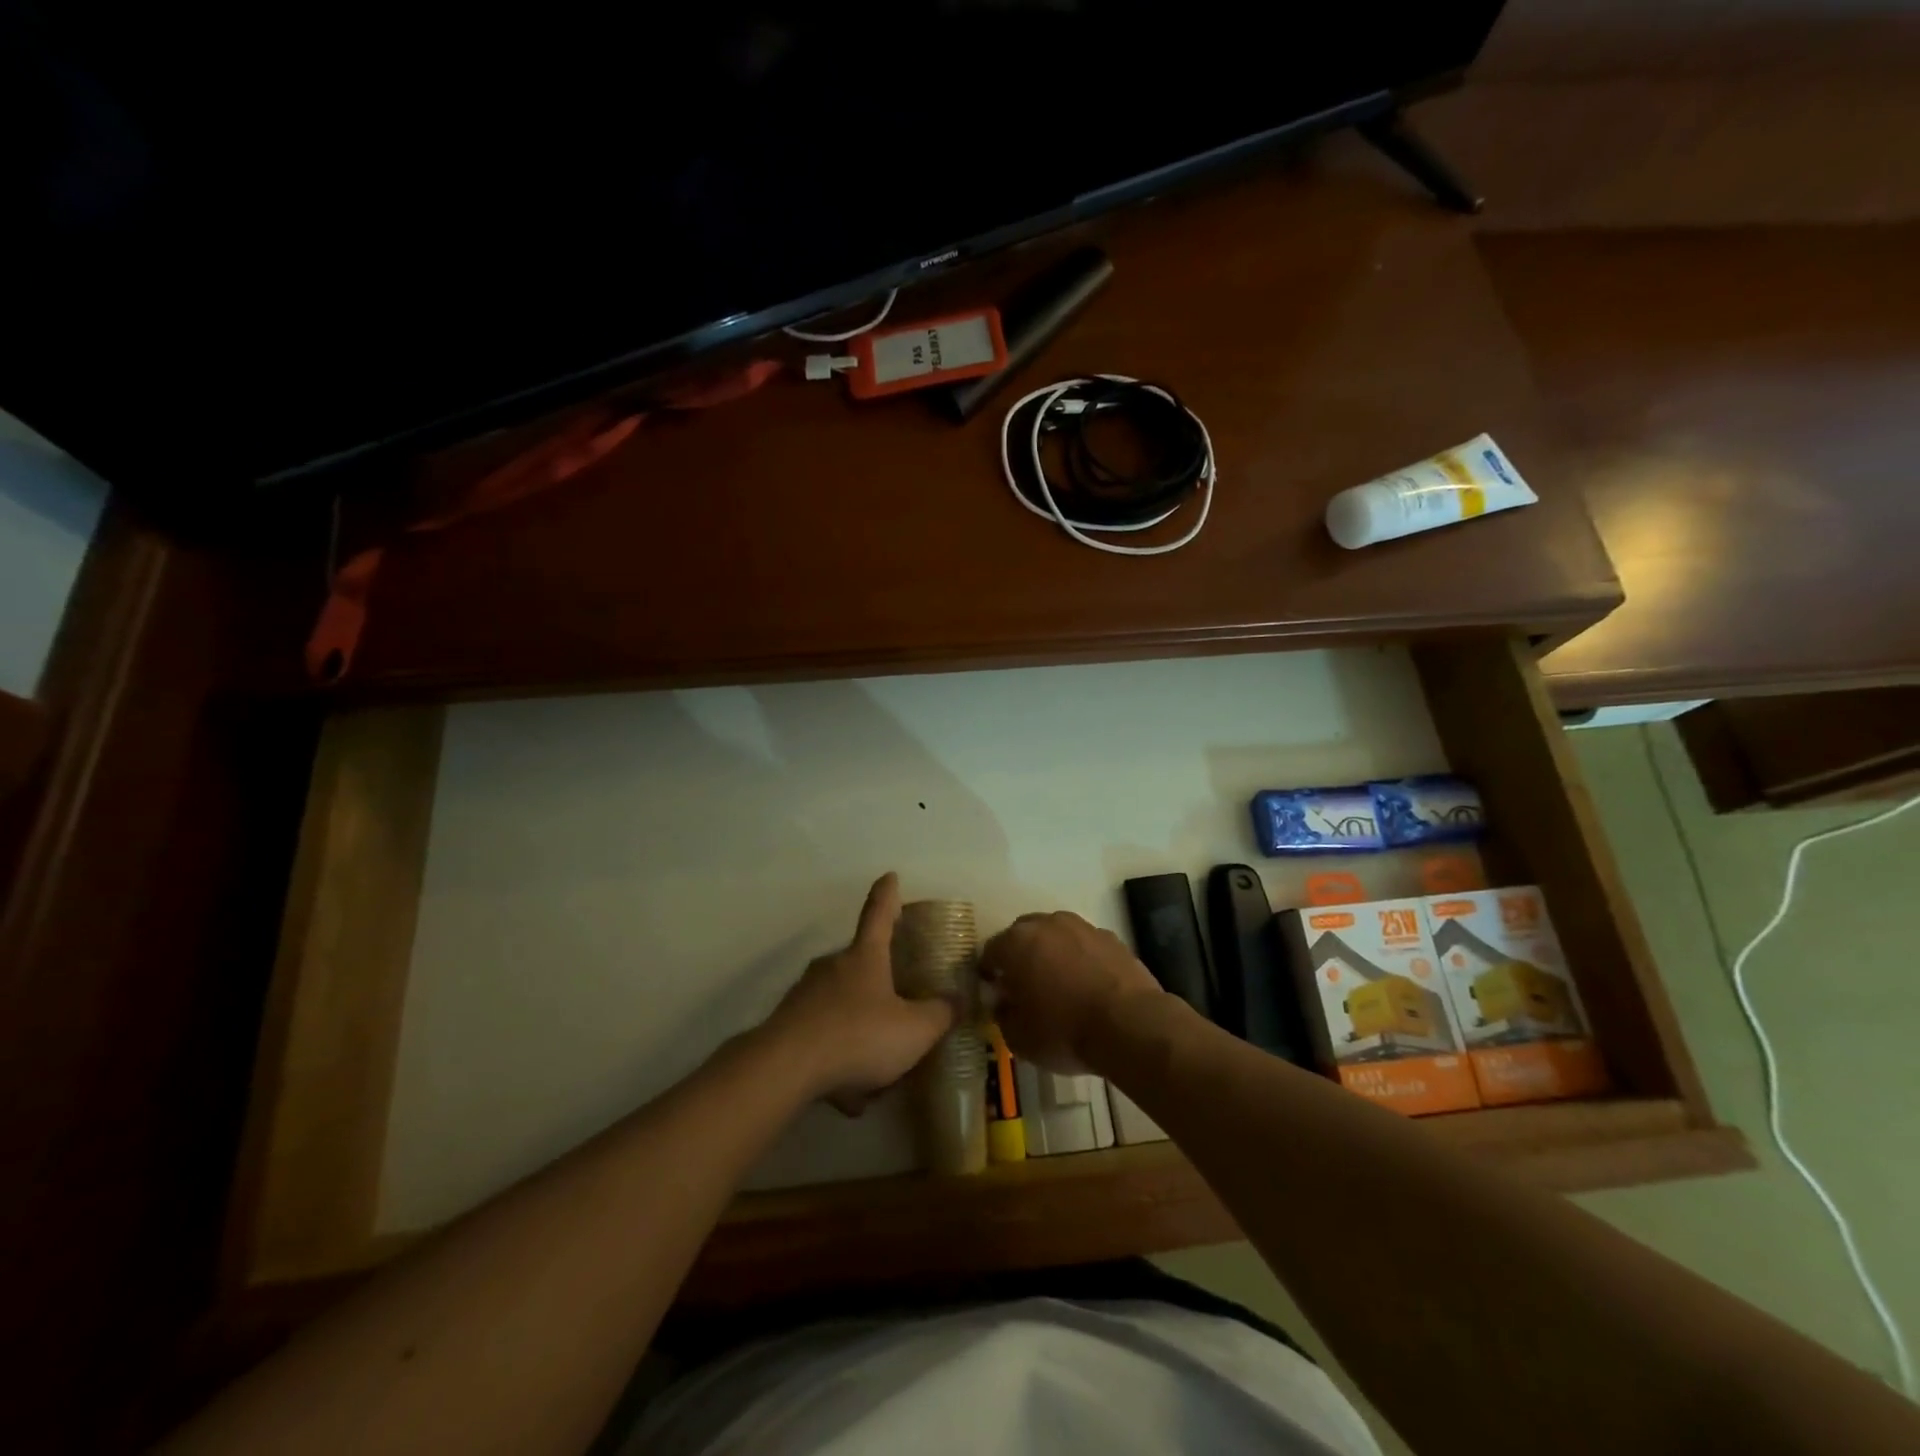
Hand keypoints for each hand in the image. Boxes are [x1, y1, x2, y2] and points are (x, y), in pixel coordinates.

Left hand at [765, 873, 955, 1114]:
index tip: (890, 876)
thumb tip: (956, 1001)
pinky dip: (838, 1058)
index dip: (888, 894)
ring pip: (841, 1005)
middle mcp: (833, 967)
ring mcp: (805, 994)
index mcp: (865, 956)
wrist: (785, 1068)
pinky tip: (846, 1093)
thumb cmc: (858, 1036)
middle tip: (898, 1009)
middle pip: (860, 963)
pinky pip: (823, 1036)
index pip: (879, 914)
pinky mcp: (787, 1024)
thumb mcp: (914, 1030)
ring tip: (875, 1072)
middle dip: (879, 983)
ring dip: (859, 1029)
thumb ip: (940, 1015)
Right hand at [979, 911, 1162, 1071]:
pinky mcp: (1111, 937)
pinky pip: (1085, 944)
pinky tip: (1088, 984)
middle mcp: (1046, 924)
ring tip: (1059, 982)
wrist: (1129, 1024)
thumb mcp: (1019, 1038)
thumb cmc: (1064, 1031)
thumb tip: (1004, 1002)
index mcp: (1016, 943)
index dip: (989, 972)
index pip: (990, 951)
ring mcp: (1081, 927)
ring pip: (1056, 934)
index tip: (994, 991)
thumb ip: (1003, 1015)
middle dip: (1020, 955)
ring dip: (1051, 952)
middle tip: (1024, 984)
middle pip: (1023, 934)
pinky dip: (1081, 958)